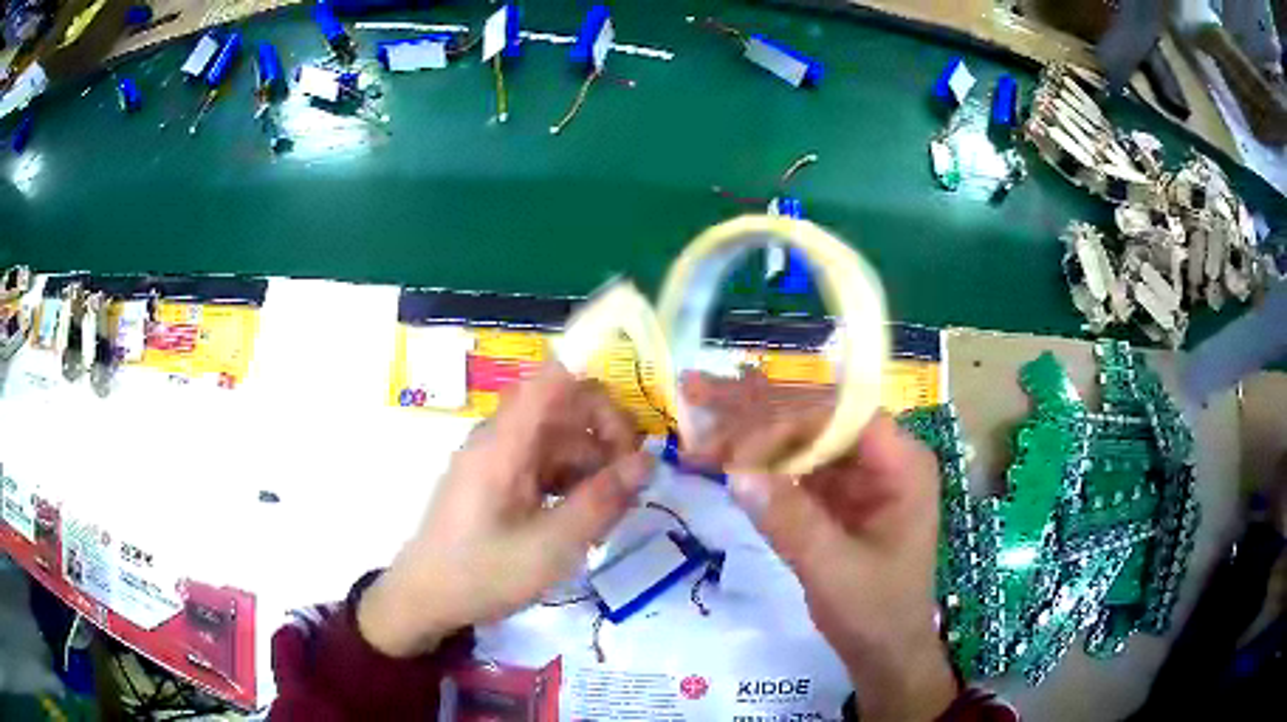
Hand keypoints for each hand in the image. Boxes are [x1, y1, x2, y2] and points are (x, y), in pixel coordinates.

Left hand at [358, 363, 653, 656]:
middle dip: (605, 440)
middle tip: (629, 488)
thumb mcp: (552, 546)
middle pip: (563, 411)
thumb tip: (648, 460)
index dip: (599, 392)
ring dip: (591, 468)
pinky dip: (570, 484)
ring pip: (558, 442)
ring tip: (610, 516)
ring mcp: (497, 460)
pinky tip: (584, 521)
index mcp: (505, 443)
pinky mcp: (497, 482)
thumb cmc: (483, 574)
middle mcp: (500, 440)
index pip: (555, 380)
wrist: (425, 599)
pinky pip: (543, 466)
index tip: (633, 439)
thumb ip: (602, 501)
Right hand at [684, 371, 955, 721]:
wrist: (884, 651)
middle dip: (754, 408)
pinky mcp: (832, 494)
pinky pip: (789, 465)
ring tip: (694, 405)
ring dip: (745, 425)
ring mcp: (854, 473)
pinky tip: (713, 448)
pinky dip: (751, 459)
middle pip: (814, 414)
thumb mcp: (835, 571)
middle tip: (696, 390)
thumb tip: (737, 472)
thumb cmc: (876, 612)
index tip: (735, 447)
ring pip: (796, 434)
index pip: (842, 416)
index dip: (786, 418)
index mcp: (901, 464)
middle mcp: (879, 456)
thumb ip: (791, 521)